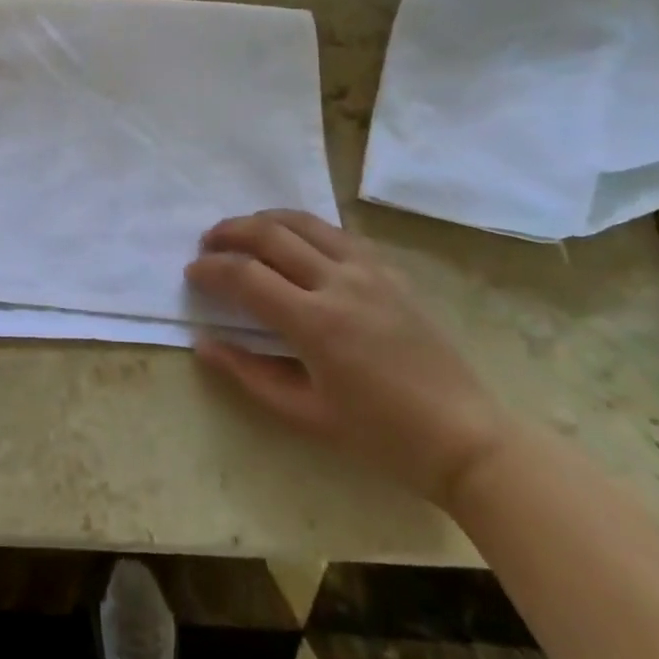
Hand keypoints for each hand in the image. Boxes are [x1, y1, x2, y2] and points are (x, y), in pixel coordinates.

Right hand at [188, 209, 510, 507]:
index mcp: (316, 323)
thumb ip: (249, 374)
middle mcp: (339, 282)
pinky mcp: (389, 269)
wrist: (466, 438)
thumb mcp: (306, 415)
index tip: (192, 274)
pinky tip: (292, 242)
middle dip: (229, 233)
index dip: (211, 270)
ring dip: (263, 220)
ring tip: (242, 233)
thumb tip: (204, 344)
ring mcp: (369, 270)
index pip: (246, 276)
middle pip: (269, 234)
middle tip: (208, 245)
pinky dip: (303, 228)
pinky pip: (336, 232)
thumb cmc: (382, 435)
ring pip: (303, 221)